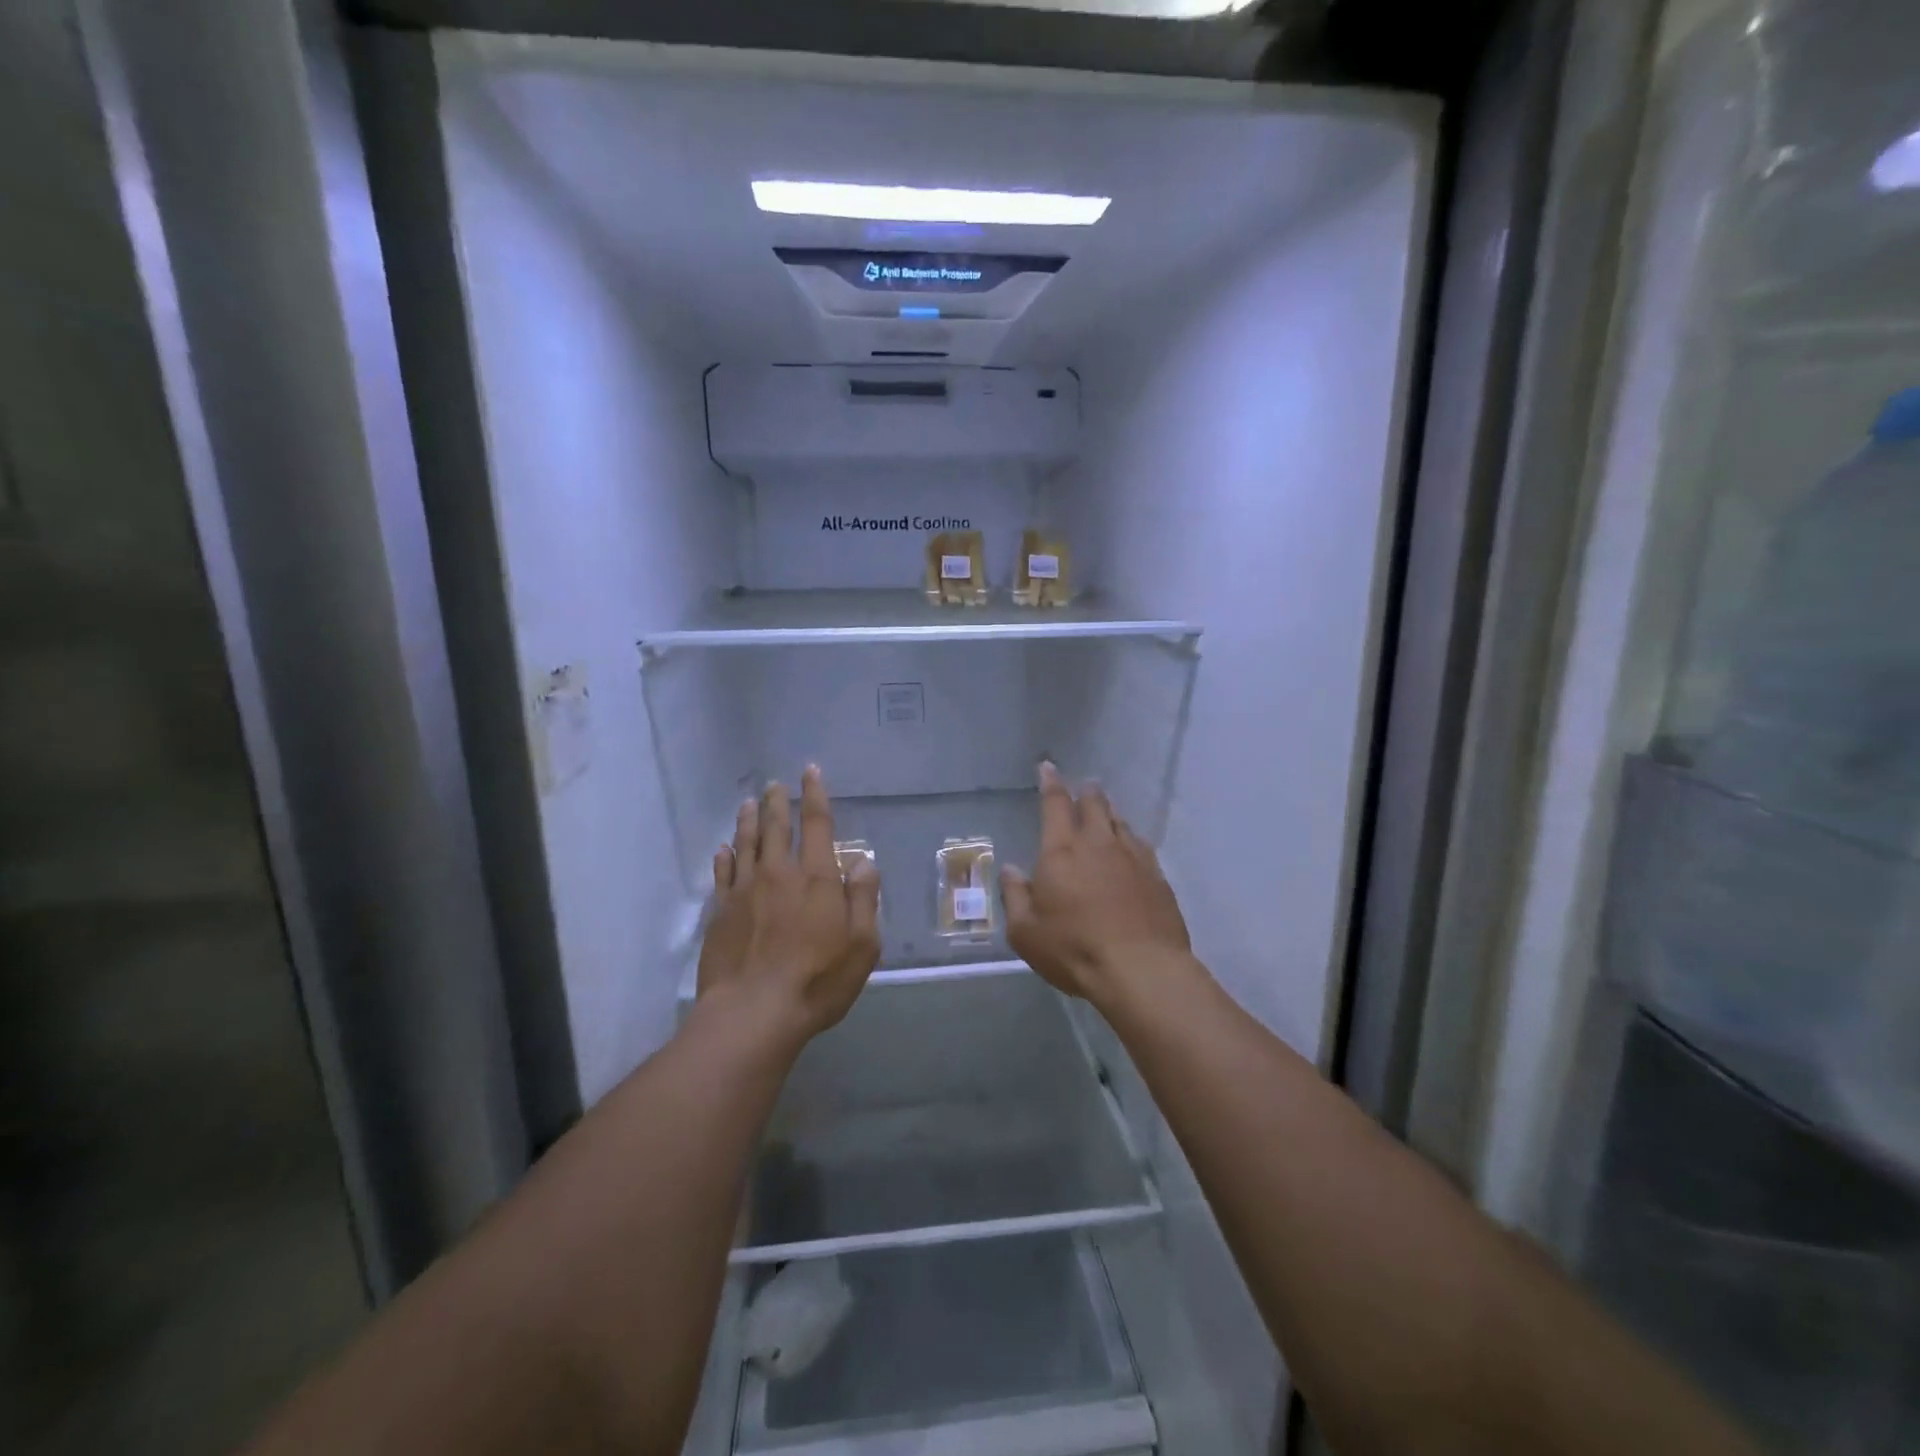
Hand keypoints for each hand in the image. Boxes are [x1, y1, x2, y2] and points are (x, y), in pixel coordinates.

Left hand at [697, 766, 881, 1044]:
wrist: (754, 1013)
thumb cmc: (817, 980)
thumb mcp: (862, 945)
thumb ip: (864, 899)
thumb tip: (863, 862)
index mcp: (816, 878)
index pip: (817, 824)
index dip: (815, 795)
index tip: (810, 771)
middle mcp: (779, 874)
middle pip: (776, 827)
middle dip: (777, 802)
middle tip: (774, 784)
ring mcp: (745, 891)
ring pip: (746, 844)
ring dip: (748, 820)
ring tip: (748, 803)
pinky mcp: (720, 912)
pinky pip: (722, 874)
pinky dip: (724, 857)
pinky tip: (723, 848)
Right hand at [1001, 763, 1192, 1008]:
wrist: (1142, 969)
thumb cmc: (1074, 949)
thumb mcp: (1026, 932)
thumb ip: (1016, 896)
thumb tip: (1011, 870)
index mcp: (1061, 851)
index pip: (1055, 804)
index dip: (1050, 783)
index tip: (1048, 767)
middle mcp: (1098, 844)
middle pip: (1093, 804)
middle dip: (1085, 792)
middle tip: (1083, 786)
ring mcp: (1133, 858)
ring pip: (1119, 822)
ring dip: (1109, 813)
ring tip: (1105, 811)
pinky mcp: (1157, 877)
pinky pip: (1141, 846)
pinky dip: (1131, 839)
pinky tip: (1131, 847)